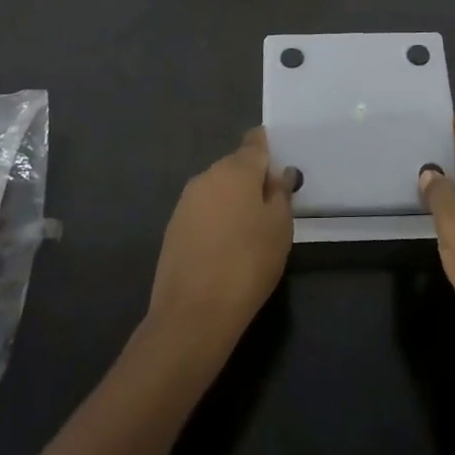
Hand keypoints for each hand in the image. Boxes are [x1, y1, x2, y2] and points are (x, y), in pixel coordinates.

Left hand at [146, 128, 297, 357]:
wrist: (194, 312)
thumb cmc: (248, 263)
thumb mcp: (280, 228)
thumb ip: (280, 194)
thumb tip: (278, 174)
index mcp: (236, 169)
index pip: (255, 142)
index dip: (268, 148)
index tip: (279, 165)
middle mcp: (207, 176)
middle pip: (235, 166)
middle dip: (252, 179)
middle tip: (270, 208)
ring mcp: (186, 201)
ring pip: (217, 189)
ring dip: (232, 200)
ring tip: (249, 232)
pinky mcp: (173, 227)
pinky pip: (203, 211)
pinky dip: (216, 220)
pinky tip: (225, 247)